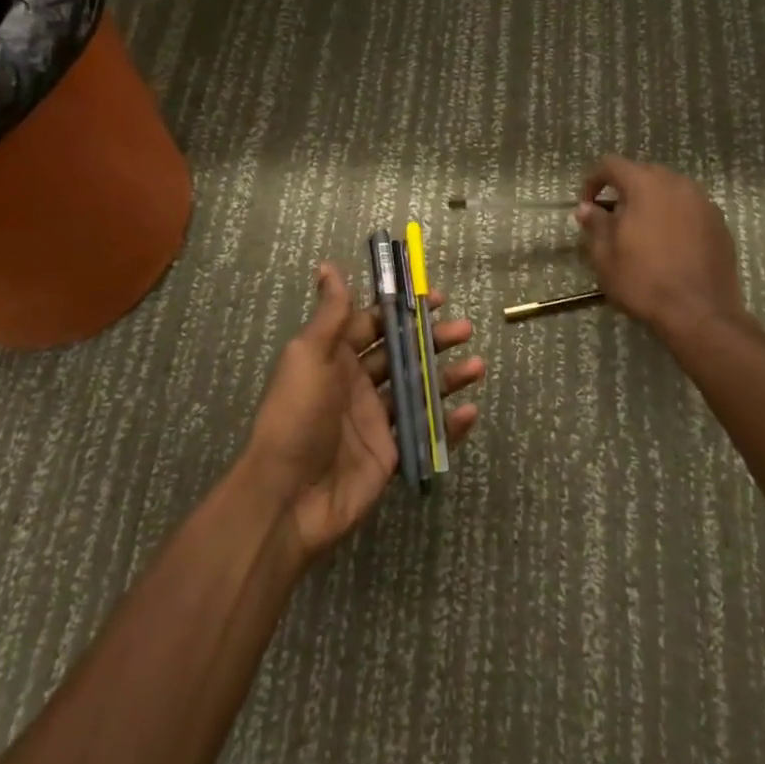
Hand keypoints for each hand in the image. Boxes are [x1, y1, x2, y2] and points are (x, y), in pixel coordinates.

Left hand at [245, 263, 483, 559]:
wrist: (287, 497)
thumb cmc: (297, 415)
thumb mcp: (309, 355)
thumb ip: (331, 313)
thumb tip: (328, 266)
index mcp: (336, 358)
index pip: (375, 325)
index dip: (403, 310)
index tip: (436, 298)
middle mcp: (357, 385)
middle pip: (403, 355)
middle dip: (433, 340)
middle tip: (465, 330)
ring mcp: (376, 422)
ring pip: (419, 391)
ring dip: (447, 377)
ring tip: (477, 366)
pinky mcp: (390, 455)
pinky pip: (425, 433)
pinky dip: (449, 424)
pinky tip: (470, 412)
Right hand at [575, 155, 747, 341]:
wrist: (700, 313)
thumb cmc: (644, 282)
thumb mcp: (606, 257)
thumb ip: (595, 225)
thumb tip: (587, 208)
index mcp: (646, 186)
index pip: (611, 164)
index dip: (593, 180)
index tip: (587, 206)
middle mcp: (677, 184)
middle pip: (643, 173)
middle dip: (624, 190)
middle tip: (614, 220)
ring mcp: (703, 202)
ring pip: (670, 190)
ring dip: (651, 202)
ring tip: (642, 232)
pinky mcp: (720, 223)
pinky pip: (690, 208)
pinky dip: (675, 217)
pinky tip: (670, 245)